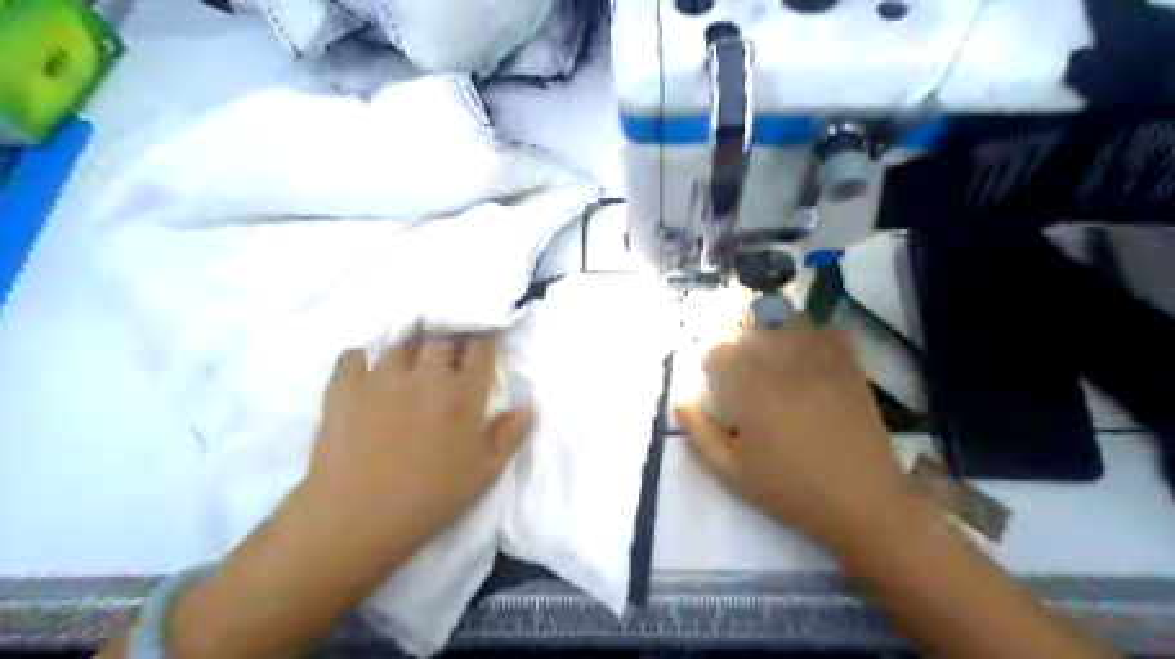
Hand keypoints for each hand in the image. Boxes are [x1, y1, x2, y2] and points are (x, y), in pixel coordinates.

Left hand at [298, 336, 532, 561]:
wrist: (357, 519)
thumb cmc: (432, 497)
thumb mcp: (486, 472)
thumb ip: (510, 433)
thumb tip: (525, 402)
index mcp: (464, 393)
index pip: (480, 348)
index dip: (483, 343)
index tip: (482, 347)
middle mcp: (425, 374)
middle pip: (442, 341)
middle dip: (449, 347)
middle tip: (447, 364)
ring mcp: (382, 377)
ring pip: (401, 347)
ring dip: (409, 355)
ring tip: (406, 373)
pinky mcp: (344, 386)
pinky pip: (353, 356)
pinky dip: (361, 361)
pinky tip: (365, 376)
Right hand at [675, 325, 922, 551]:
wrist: (862, 503)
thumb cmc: (791, 491)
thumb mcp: (733, 473)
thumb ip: (701, 435)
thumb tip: (681, 403)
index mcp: (753, 395)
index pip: (723, 354)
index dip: (712, 358)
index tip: (710, 371)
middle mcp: (784, 371)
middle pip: (753, 333)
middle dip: (738, 341)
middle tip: (738, 361)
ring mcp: (821, 368)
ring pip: (790, 326)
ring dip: (773, 331)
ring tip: (770, 349)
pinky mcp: (849, 372)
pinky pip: (829, 335)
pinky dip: (814, 333)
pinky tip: (807, 347)